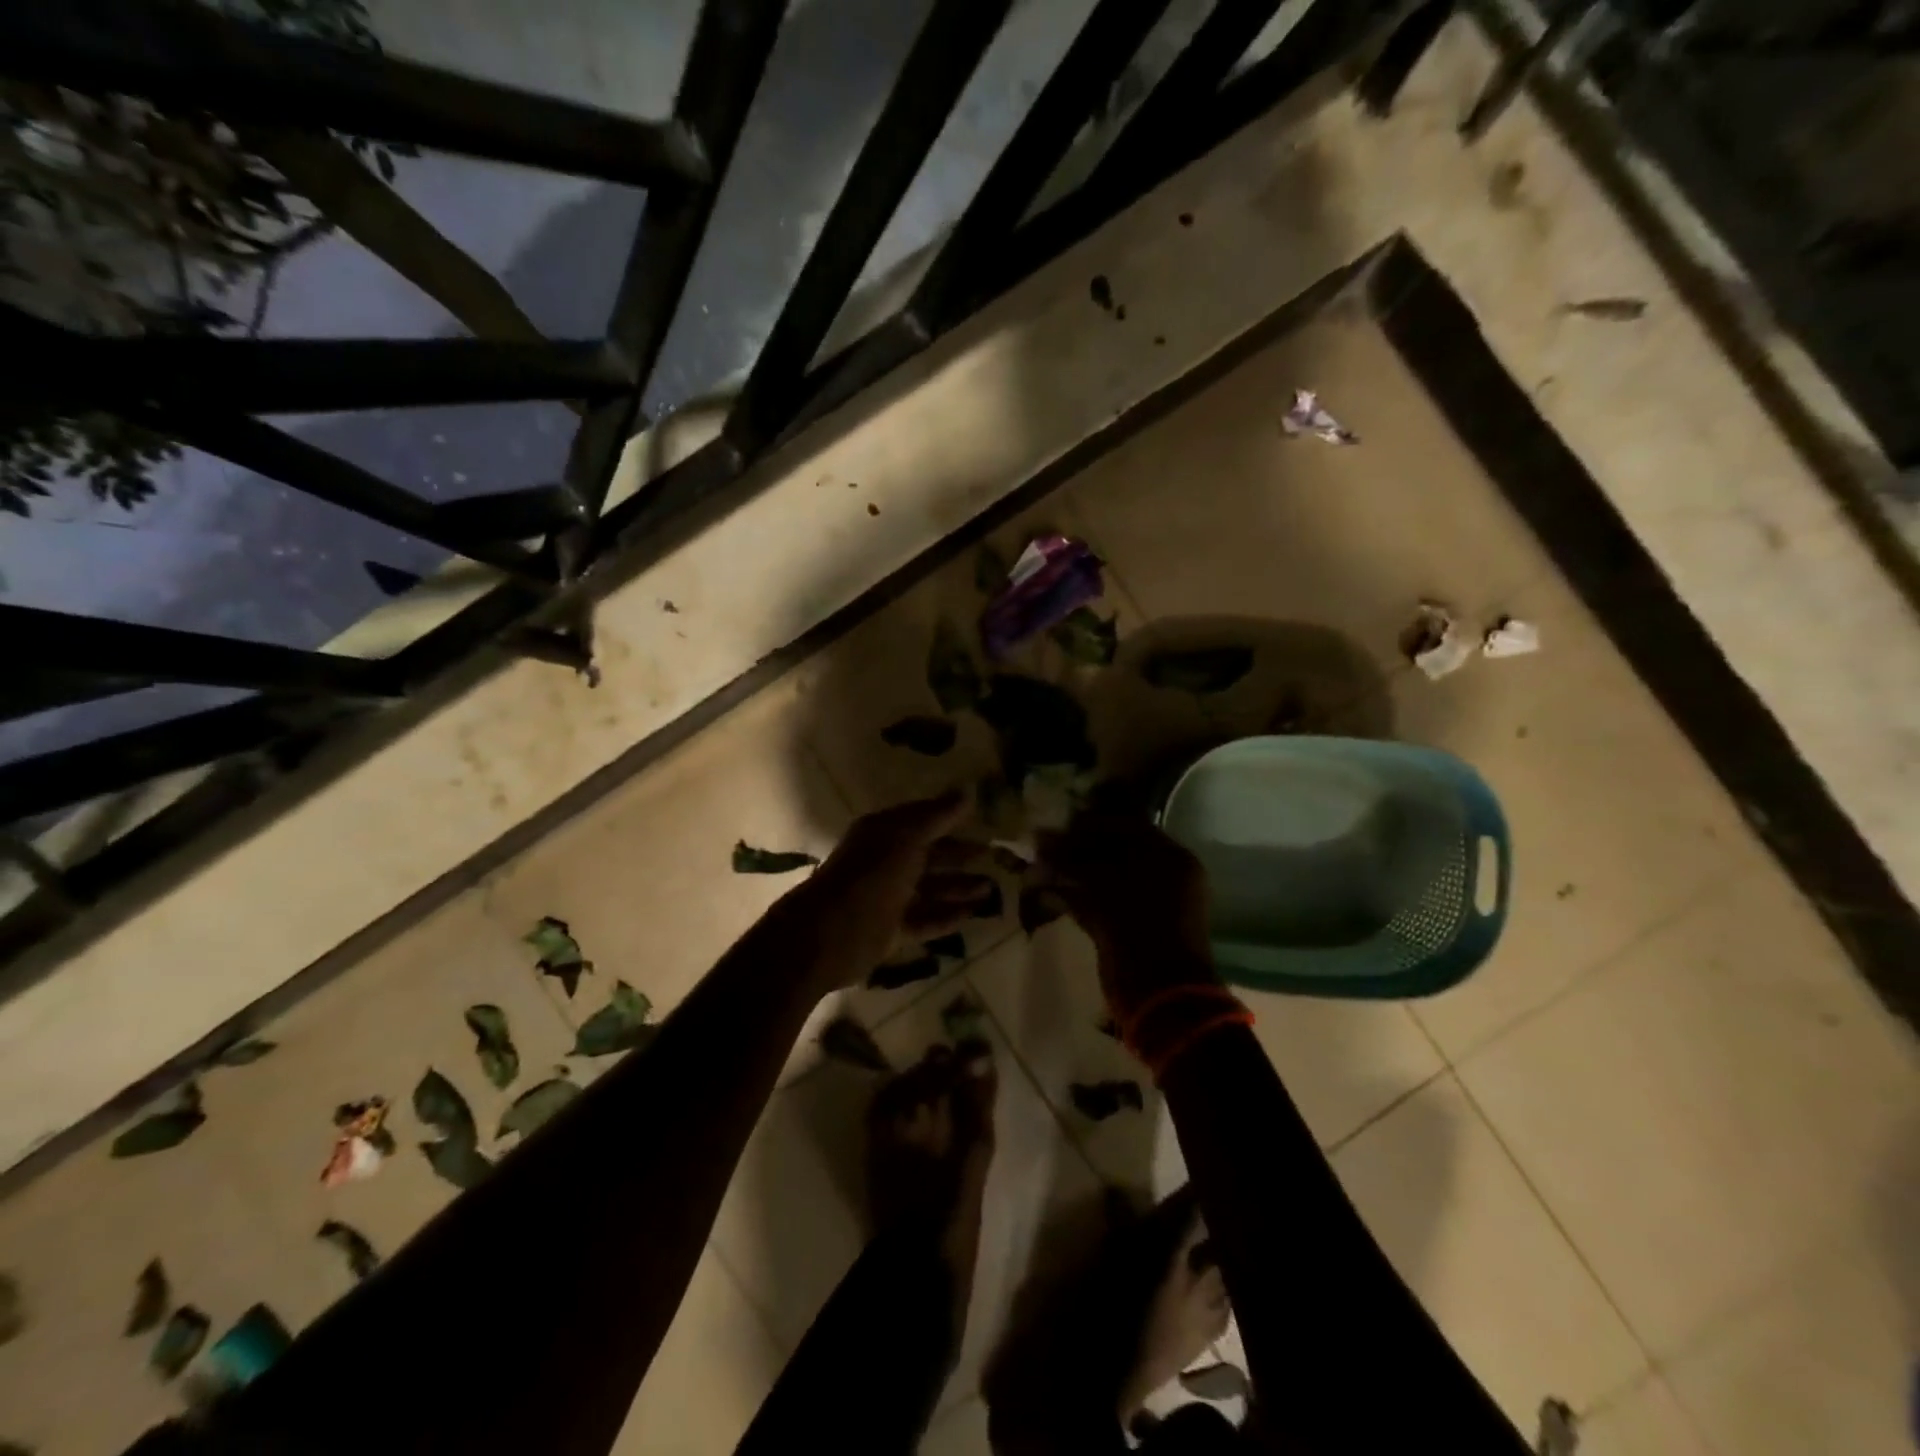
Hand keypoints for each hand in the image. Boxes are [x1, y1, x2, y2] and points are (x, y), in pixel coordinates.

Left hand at [781, 793, 994, 989]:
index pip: (922, 820)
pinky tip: (974, 914)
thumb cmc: (871, 875)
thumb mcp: (907, 837)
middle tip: (995, 856)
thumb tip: (968, 792)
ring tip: (992, 887)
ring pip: (930, 889)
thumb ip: (938, 816)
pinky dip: (948, 916)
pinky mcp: (891, 930)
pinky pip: (926, 919)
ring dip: (959, 887)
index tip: (982, 819)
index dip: (950, 818)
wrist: (830, 933)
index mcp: (884, 833)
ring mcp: (888, 897)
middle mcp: (886, 862)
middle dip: (960, 855)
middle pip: (929, 855)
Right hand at [1041, 811, 1216, 1017]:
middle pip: (1114, 853)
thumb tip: (1040, 839)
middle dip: (1077, 849)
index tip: (1059, 824)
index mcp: (1169, 858)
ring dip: (1072, 873)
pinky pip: (1101, 904)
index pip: (1126, 827)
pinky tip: (1047, 891)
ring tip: (1039, 867)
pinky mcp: (1131, 930)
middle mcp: (1163, 877)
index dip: (1090, 824)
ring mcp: (1148, 906)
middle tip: (1044, 846)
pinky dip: (1076, 898)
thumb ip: (1070, 860)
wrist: (1159, 994)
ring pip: (1104, 879)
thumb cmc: (1138, 926)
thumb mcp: (1103, 885)